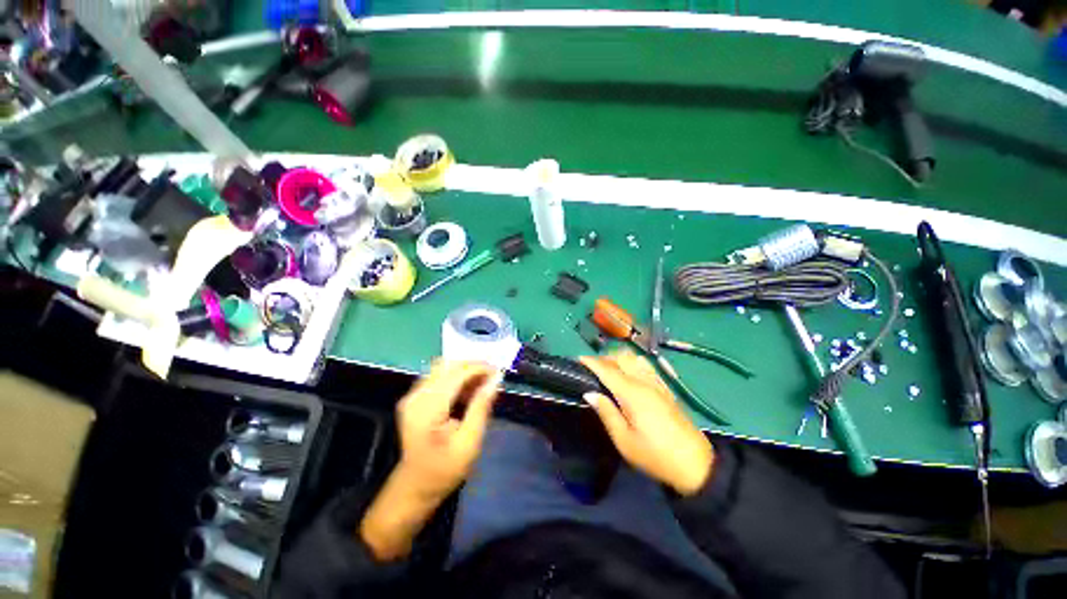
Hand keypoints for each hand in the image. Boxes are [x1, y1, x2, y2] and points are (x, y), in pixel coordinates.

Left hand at [361, 361, 501, 559]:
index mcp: (428, 409)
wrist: (415, 487)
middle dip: (473, 366)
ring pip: (442, 367)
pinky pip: (437, 376)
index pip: (456, 374)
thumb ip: (481, 407)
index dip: (479, 368)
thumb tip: (496, 378)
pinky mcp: (414, 398)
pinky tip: (468, 390)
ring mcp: (412, 396)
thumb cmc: (444, 470)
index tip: (499, 372)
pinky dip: (456, 377)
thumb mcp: (469, 443)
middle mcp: (416, 396)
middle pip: (447, 365)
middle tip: (492, 377)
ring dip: (465, 371)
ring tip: (482, 384)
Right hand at [580, 352, 713, 495]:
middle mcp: (644, 382)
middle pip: (622, 357)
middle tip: (591, 368)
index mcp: (632, 393)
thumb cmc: (655, 455)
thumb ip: (606, 412)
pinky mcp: (665, 388)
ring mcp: (657, 383)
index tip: (578, 359)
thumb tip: (590, 393)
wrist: (695, 464)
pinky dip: (631, 363)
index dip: (591, 362)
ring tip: (608, 370)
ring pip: (634, 358)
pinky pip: (645, 365)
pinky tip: (627, 374)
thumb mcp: (624, 441)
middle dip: (604, 357)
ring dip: (618, 358)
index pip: (607, 369)